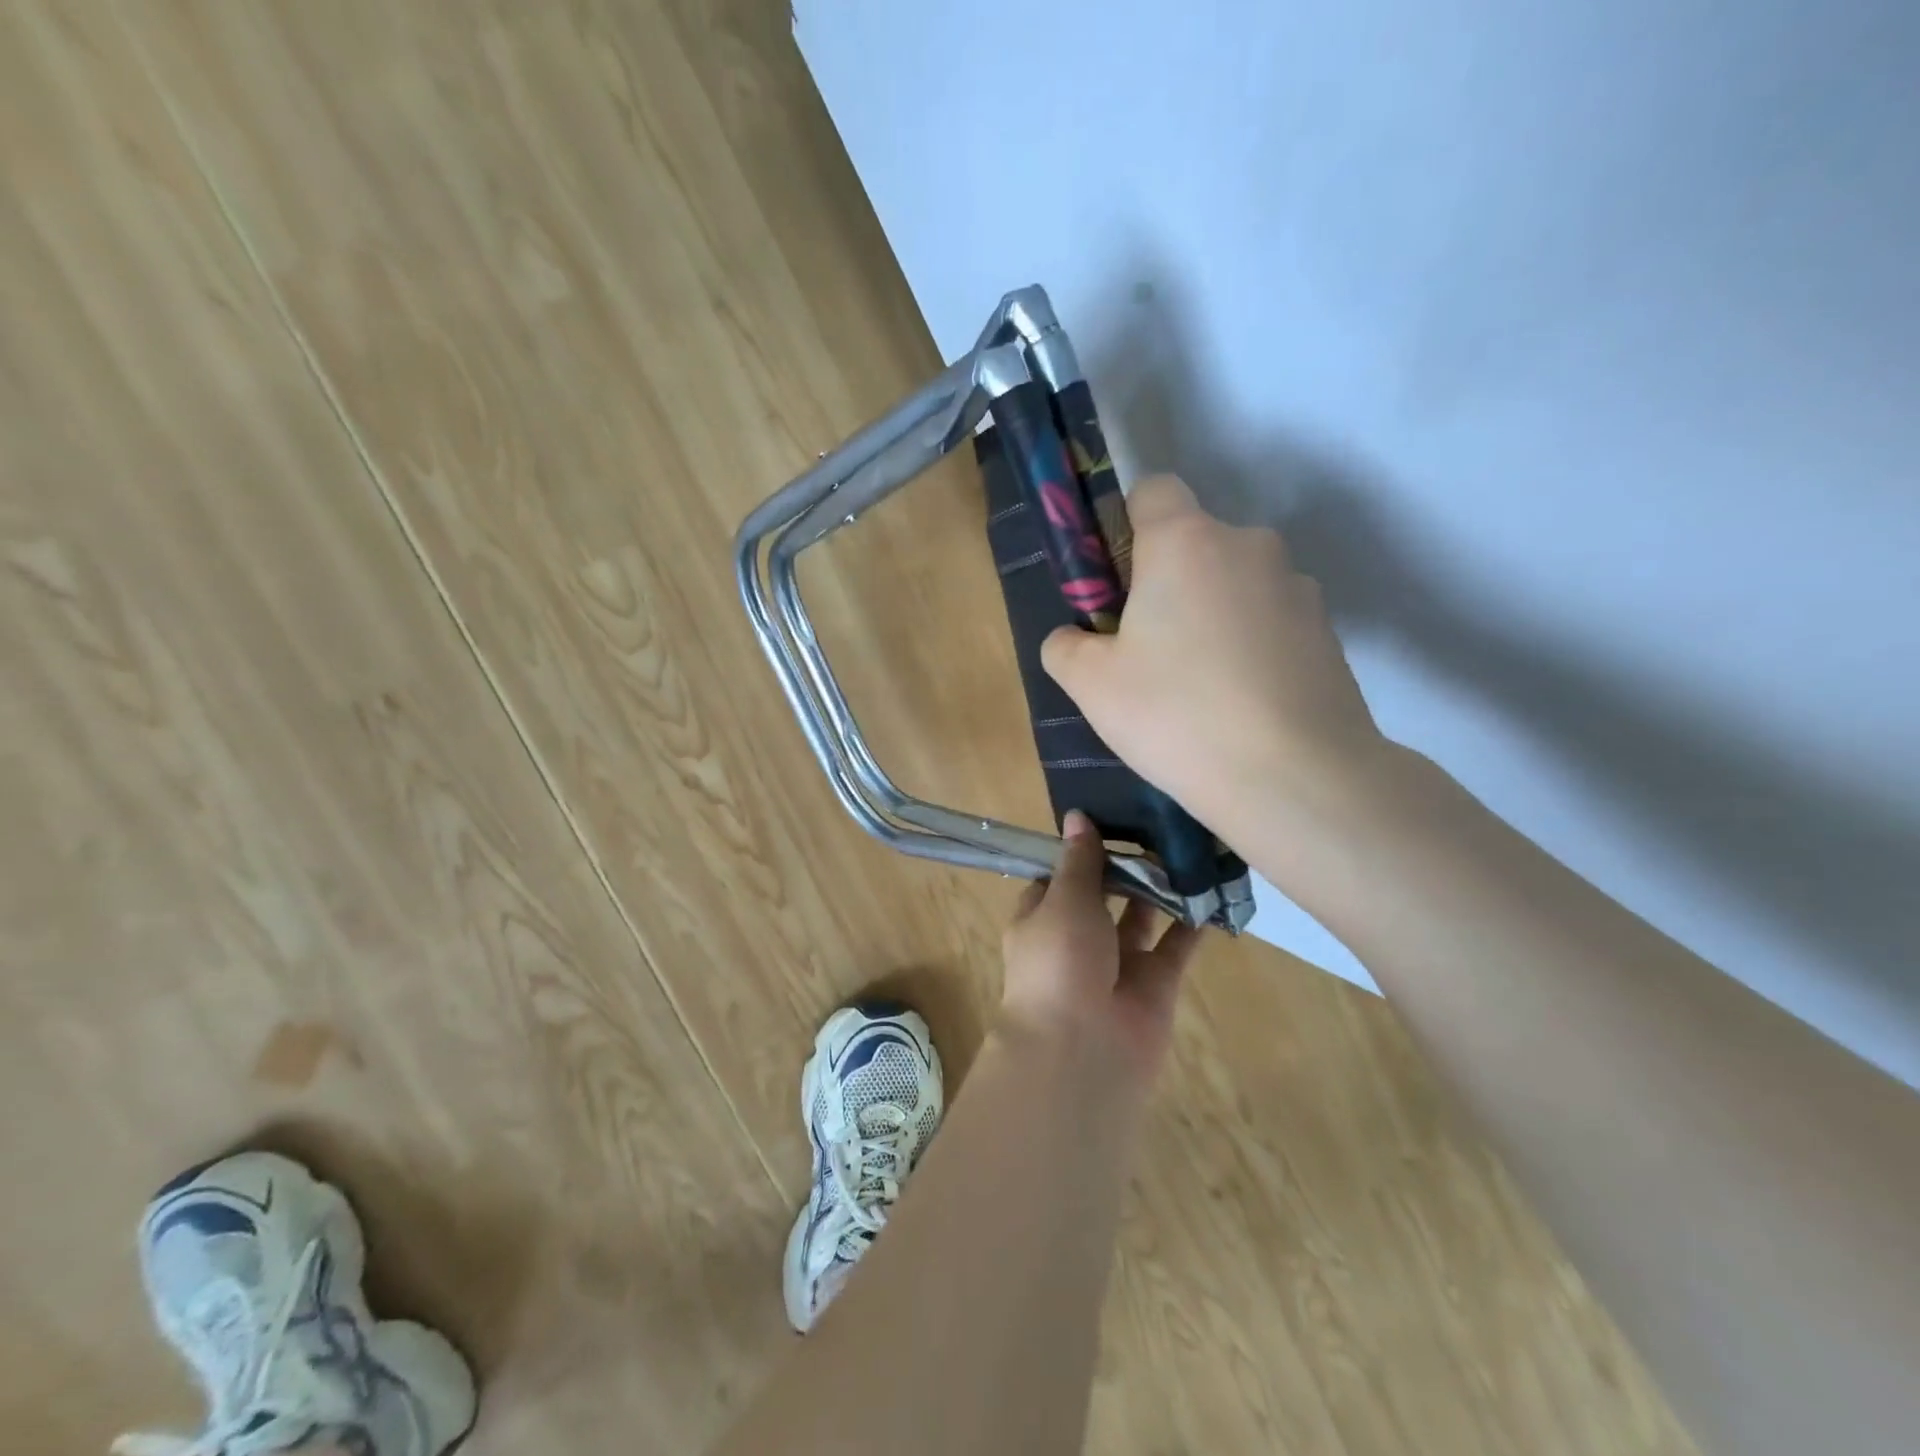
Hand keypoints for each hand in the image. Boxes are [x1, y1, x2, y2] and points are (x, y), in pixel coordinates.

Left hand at [999, 811, 1203, 1086]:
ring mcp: (1117, 964)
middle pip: (1103, 895)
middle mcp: (1076, 940)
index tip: (1107, 818)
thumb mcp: (1064, 900)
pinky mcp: (1154, 984)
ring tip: (1188, 846)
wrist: (1082, 1050)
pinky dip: (1192, 921)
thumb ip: (1079, 861)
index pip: (1057, 879)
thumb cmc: (1058, 962)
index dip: (1078, 852)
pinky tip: (1212, 887)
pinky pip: (1176, 946)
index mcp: (1041, 920)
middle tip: (1158, 824)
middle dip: (1125, 866)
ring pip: (1141, 917)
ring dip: (1160, 888)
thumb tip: (1077, 816)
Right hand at [1040, 475, 1386, 848]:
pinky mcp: (1328, 631)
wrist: (1295, 778)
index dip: (1126, 527)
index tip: (1117, 585)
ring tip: (1200, 689)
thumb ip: (1066, 646)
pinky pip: (1270, 621)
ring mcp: (1297, 587)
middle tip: (1149, 653)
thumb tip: (1074, 637)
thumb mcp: (1090, 685)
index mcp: (1185, 541)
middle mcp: (1248, 545)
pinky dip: (1251, 646)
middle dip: (1168, 582)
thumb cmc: (1176, 715)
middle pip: (1195, 543)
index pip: (1153, 489)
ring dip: (1212, 614)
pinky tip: (1241, 704)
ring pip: (1234, 584)